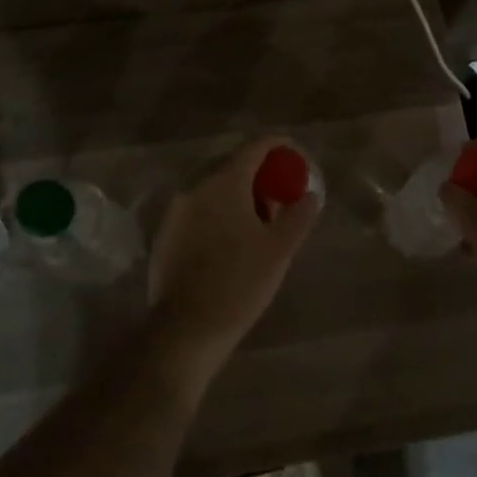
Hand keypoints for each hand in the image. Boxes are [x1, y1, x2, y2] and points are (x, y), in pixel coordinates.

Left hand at [148, 136, 321, 356]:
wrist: (185, 329)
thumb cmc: (239, 283)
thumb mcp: (279, 250)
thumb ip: (298, 216)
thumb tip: (311, 195)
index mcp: (223, 182)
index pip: (254, 147)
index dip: (279, 147)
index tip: (297, 158)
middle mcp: (195, 187)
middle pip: (232, 165)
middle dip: (260, 174)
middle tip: (282, 193)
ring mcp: (176, 210)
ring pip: (213, 188)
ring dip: (239, 194)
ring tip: (261, 220)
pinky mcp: (166, 233)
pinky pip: (199, 209)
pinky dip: (219, 212)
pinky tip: (233, 239)